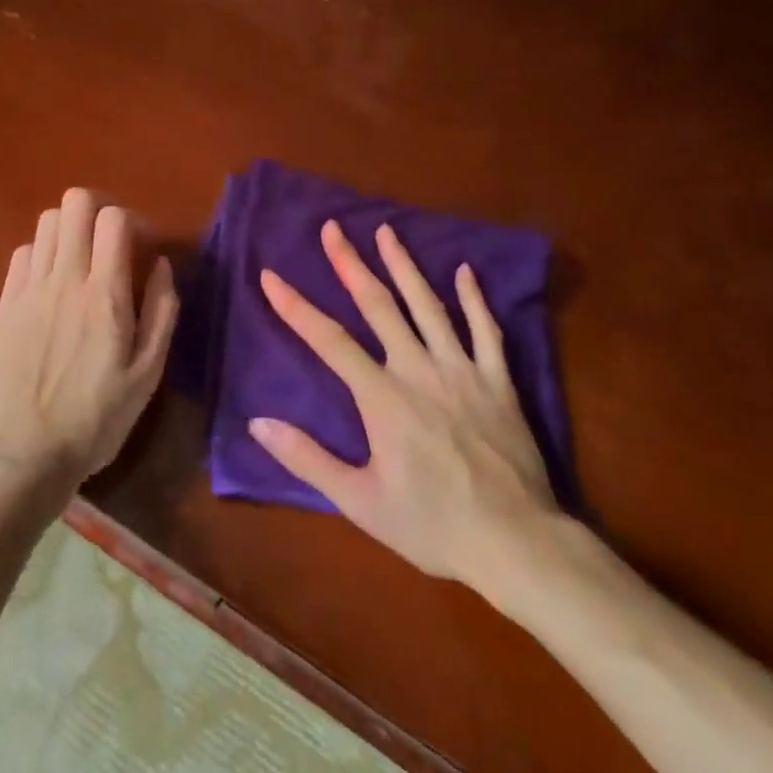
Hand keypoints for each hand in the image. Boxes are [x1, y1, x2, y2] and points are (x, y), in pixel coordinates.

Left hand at [0, 188, 178, 493]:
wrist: (25, 457)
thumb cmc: (97, 419)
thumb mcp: (148, 373)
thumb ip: (161, 310)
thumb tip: (161, 263)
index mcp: (104, 294)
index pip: (113, 218)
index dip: (132, 219)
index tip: (142, 246)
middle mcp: (64, 279)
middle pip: (74, 204)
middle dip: (98, 209)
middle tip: (111, 239)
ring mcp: (29, 290)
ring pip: (46, 222)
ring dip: (70, 228)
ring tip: (82, 258)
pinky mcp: (4, 306)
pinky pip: (22, 253)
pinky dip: (42, 253)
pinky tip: (52, 280)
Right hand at [251, 220, 557, 585]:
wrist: (515, 544)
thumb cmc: (431, 526)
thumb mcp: (359, 502)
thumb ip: (307, 459)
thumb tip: (258, 423)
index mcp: (382, 397)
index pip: (329, 340)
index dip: (295, 307)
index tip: (270, 275)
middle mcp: (418, 369)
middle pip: (378, 305)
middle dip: (351, 263)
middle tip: (333, 228)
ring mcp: (462, 369)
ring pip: (428, 305)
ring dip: (404, 265)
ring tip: (386, 231)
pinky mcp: (497, 380)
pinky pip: (485, 330)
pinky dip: (474, 298)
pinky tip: (465, 270)